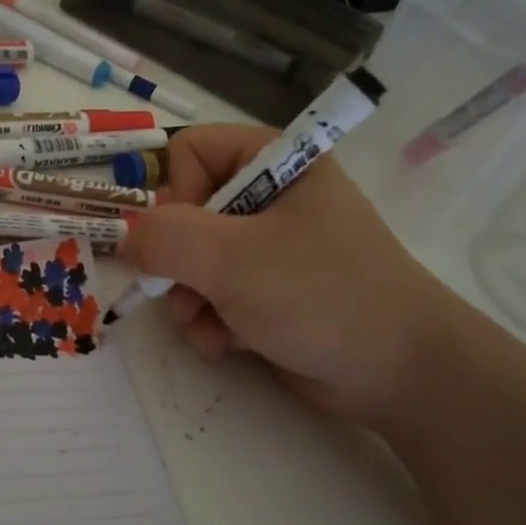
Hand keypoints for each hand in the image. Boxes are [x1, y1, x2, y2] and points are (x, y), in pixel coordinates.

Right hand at [121, 124, 466, 429]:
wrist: (400, 373)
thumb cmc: (322, 296)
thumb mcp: (234, 260)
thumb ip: (165, 239)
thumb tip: (125, 237)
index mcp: (274, 163)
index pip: (190, 151)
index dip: (178, 195)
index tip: (191, 239)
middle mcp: (269, 198)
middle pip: (184, 212)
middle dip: (179, 263)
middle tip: (189, 294)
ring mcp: (268, 247)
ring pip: (192, 260)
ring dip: (191, 300)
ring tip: (210, 328)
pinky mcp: (268, 292)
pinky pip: (214, 294)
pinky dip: (211, 321)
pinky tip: (227, 344)